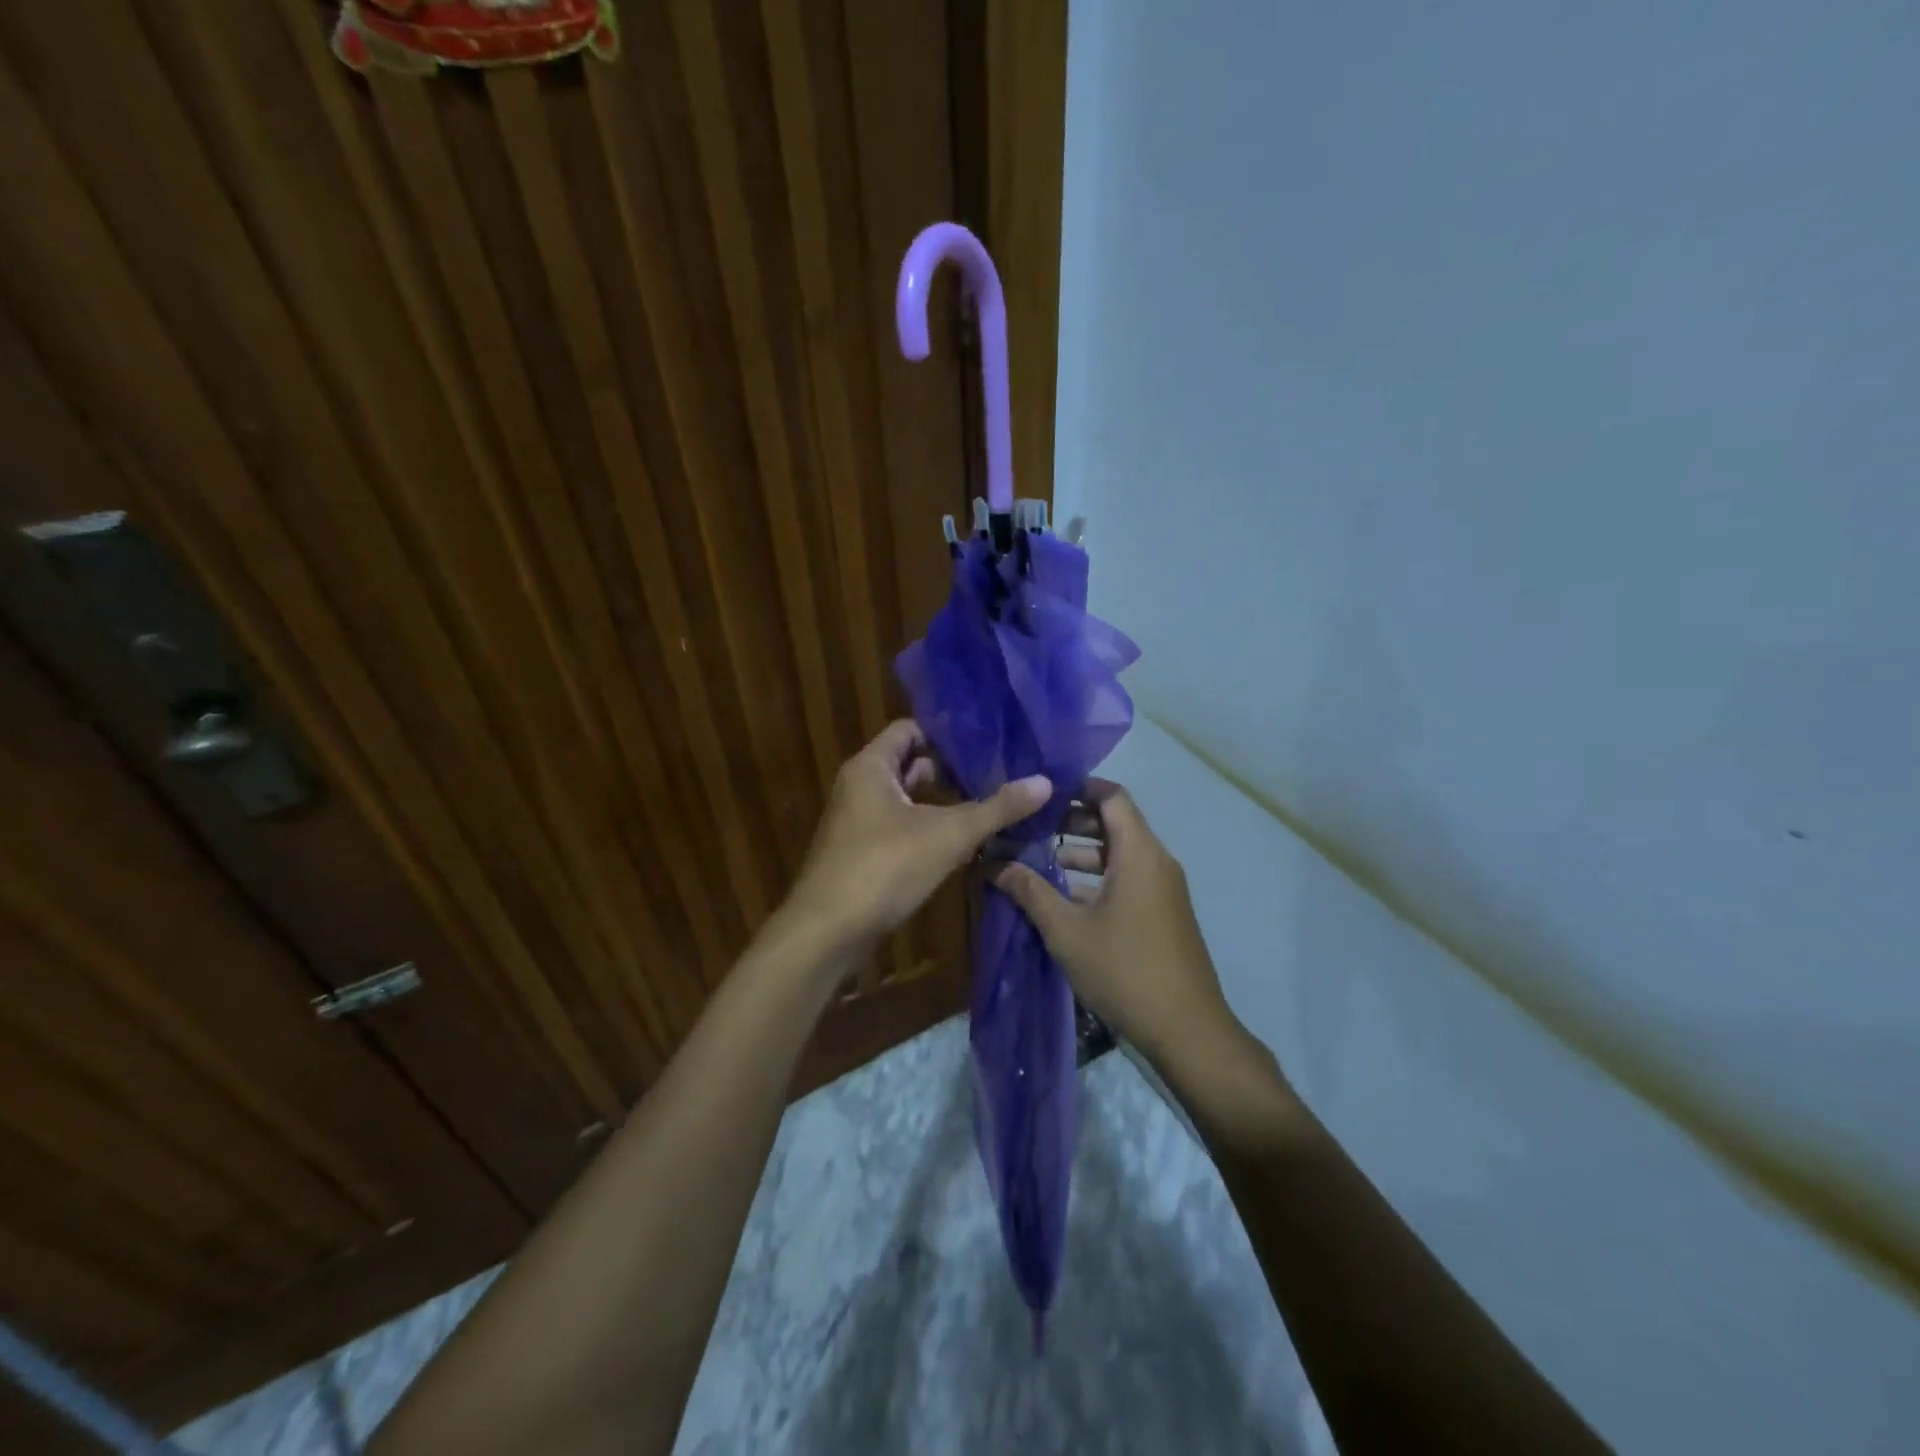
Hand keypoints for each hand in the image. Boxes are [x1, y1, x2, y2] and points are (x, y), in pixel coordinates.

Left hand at [785, 720, 1049, 949]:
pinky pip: (900, 828)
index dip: (946, 732)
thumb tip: (1045, 782)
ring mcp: (857, 822)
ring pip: (906, 800)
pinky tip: (960, 843)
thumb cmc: (884, 866)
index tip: (986, 740)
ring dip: (941, 802)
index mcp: (871, 767)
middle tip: (995, 772)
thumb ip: (996, 808)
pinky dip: (928, 828)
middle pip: (909, 764)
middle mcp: (859, 787)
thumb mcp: (949, 834)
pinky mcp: (861, 854)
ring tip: (986, 804)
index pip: (909, 729)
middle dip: (949, 769)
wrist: (828, 931)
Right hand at [991, 778, 1238, 1066]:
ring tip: (1038, 860)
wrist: (1187, 1030)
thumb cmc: (1124, 969)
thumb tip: (993, 863)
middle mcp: (1156, 861)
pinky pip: (1128, 879)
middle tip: (1031, 826)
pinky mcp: (1163, 913)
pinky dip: (1097, 878)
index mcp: (1139, 852)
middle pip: (1115, 823)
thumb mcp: (1066, 930)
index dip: (1078, 787)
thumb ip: (1029, 891)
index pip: (1112, 796)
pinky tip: (1063, 898)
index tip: (1042, 791)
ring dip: (1082, 853)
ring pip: (1120, 854)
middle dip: (1072, 821)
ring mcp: (1163, 889)